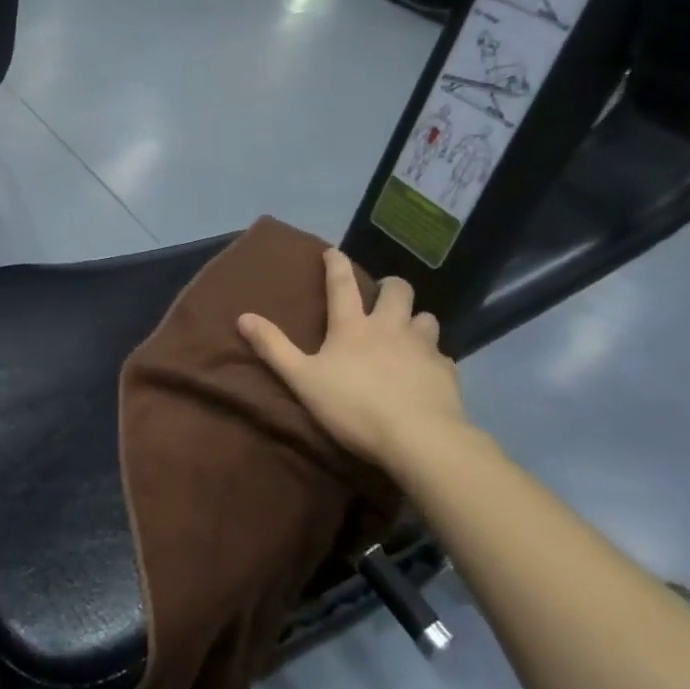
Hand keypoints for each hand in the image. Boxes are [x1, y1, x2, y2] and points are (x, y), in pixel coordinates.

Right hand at [239, 247, 474, 472]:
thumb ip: (274, 347)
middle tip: (382, 295)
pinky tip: (427, 372)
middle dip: (390, 286)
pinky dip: (433, 358)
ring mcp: (423, 346)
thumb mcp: (303, 379)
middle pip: (398, 290)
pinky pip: (442, 355)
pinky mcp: (446, 370)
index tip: (333, 251)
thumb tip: (243, 316)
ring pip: (426, 317)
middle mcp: (390, 326)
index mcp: (353, 326)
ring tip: (409, 332)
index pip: (342, 284)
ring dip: (416, 319)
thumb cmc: (353, 406)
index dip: (336, 264)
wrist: (418, 437)